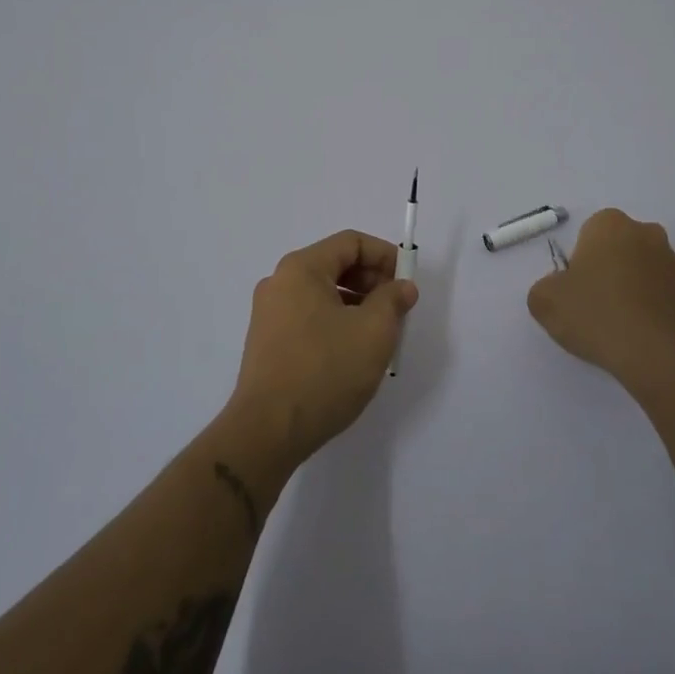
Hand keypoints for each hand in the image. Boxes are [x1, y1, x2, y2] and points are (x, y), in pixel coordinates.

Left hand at [229, 230, 418, 464]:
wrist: (268, 431)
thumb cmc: (325, 371)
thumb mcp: (373, 332)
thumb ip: (393, 300)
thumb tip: (401, 287)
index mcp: (301, 269)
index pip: (351, 242)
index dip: (385, 256)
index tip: (407, 283)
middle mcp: (279, 282)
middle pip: (335, 264)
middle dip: (372, 280)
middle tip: (397, 309)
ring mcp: (269, 313)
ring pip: (323, 293)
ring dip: (356, 303)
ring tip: (379, 334)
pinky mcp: (267, 341)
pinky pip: (309, 316)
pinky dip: (336, 321)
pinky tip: (352, 351)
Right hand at [527, 209, 674, 394]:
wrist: (657, 355)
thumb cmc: (596, 315)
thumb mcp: (544, 301)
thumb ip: (546, 286)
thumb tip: (561, 288)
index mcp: (611, 224)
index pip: (589, 234)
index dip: (580, 262)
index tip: (577, 289)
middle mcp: (647, 233)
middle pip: (619, 248)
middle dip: (609, 269)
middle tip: (596, 306)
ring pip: (644, 270)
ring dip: (633, 288)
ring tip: (620, 325)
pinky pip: (664, 294)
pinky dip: (653, 308)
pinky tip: (641, 334)